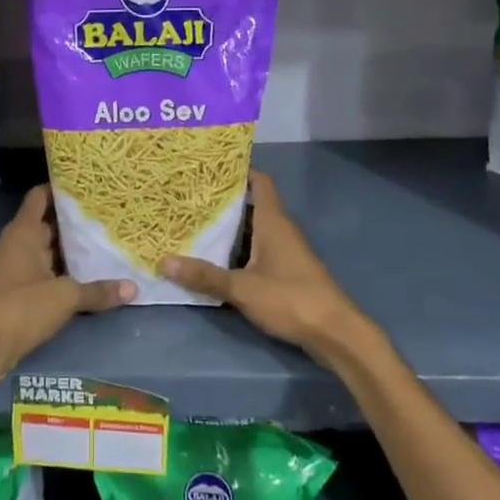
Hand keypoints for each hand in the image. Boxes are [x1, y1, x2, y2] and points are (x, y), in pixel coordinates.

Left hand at [0, 186, 133, 383]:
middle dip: (74, 221)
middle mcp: (18, 243)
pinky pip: (45, 272)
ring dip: (71, 248)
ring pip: (48, 249)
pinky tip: (88, 275)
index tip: (88, 185)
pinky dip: (64, 271)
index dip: (61, 188)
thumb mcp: (65, 297)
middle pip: (48, 223)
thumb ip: (98, 291)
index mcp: (24, 231)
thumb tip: (134, 287)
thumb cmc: (21, 307)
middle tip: (109, 215)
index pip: (41, 196)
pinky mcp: (18, 291)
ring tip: (105, 241)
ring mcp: (16, 268)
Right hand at [162, 171, 373, 362]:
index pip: (260, 182)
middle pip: (250, 206)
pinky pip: (257, 252)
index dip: (239, 170)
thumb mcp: (242, 288)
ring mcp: (286, 252)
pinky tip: (215, 261)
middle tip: (188, 198)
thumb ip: (204, 275)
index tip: (211, 166)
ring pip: (252, 232)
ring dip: (229, 230)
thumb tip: (164, 261)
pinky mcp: (287, 273)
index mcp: (273, 222)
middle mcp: (280, 230)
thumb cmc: (290, 298)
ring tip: (193, 226)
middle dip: (223, 203)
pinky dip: (237, 252)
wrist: (335, 333)